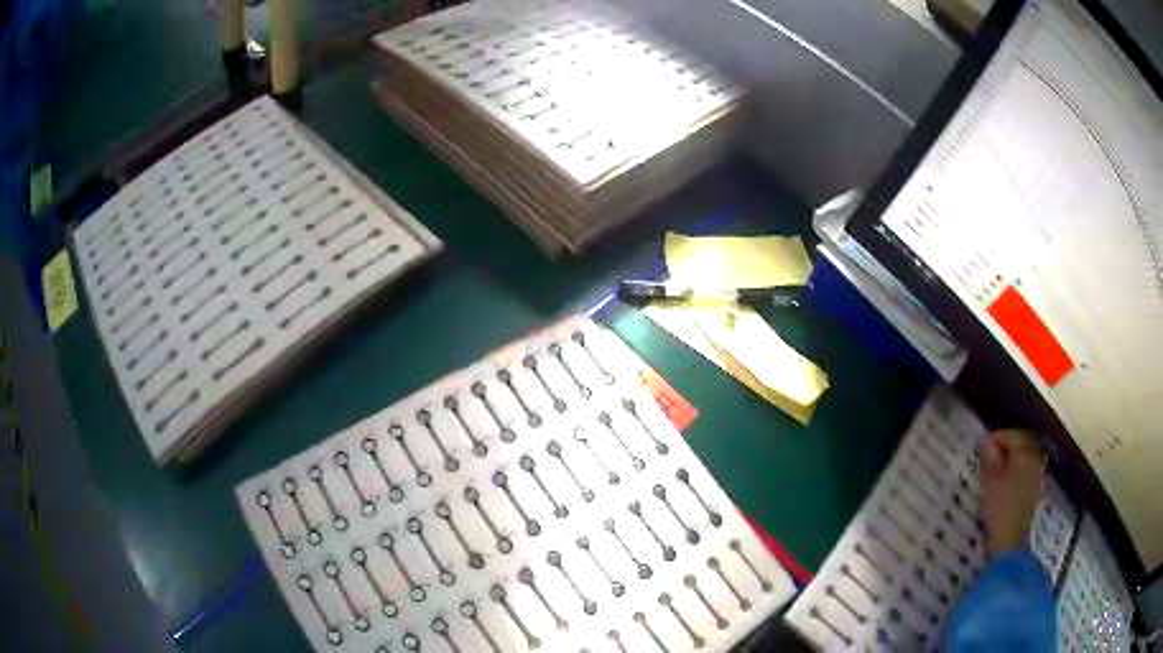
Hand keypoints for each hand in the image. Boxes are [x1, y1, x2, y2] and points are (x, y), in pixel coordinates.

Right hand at [977, 429, 1045, 555]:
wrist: (1010, 541)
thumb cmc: (999, 508)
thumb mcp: (989, 482)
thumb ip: (989, 459)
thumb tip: (987, 443)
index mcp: (1024, 454)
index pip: (1013, 435)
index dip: (999, 437)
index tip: (984, 445)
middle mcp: (1035, 460)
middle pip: (1024, 442)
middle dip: (1010, 444)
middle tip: (993, 452)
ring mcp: (1037, 476)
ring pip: (1028, 456)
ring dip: (1015, 456)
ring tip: (999, 466)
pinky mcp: (1035, 491)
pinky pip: (1028, 470)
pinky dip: (1019, 469)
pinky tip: (1008, 480)